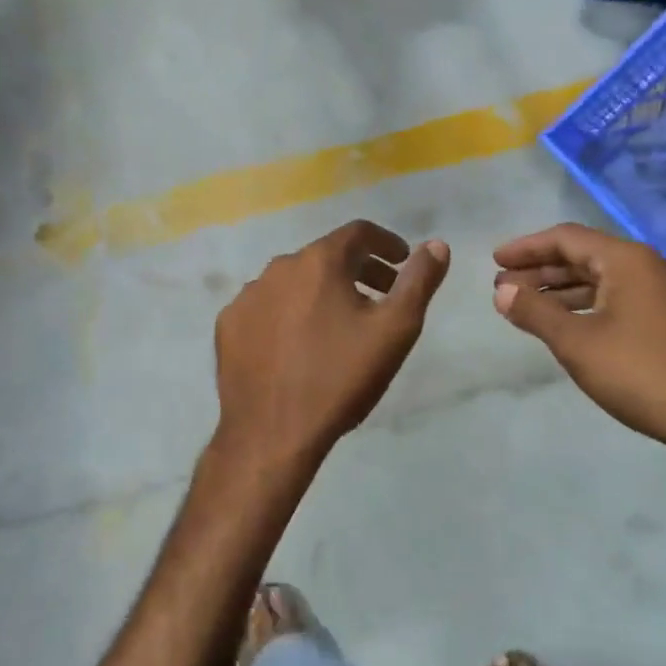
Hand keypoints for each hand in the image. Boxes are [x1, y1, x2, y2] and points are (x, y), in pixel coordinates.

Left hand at [214, 221, 450, 468]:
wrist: (271, 433)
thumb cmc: (339, 378)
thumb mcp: (395, 330)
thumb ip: (419, 281)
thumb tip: (437, 245)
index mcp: (319, 261)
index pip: (358, 232)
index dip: (386, 242)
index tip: (403, 261)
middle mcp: (278, 267)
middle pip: (326, 257)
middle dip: (359, 270)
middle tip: (382, 297)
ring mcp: (247, 296)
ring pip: (294, 282)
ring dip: (321, 292)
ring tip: (341, 325)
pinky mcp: (228, 325)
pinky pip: (266, 308)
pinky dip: (289, 314)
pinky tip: (299, 345)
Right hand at [492, 224, 665, 461]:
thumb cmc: (640, 373)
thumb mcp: (576, 343)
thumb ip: (535, 312)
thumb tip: (501, 291)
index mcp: (627, 260)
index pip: (566, 238)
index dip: (527, 248)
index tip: (495, 261)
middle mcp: (647, 267)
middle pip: (583, 256)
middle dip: (540, 270)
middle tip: (503, 287)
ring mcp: (662, 295)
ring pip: (600, 281)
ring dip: (560, 290)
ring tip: (524, 306)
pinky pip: (616, 300)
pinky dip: (584, 306)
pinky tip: (564, 326)